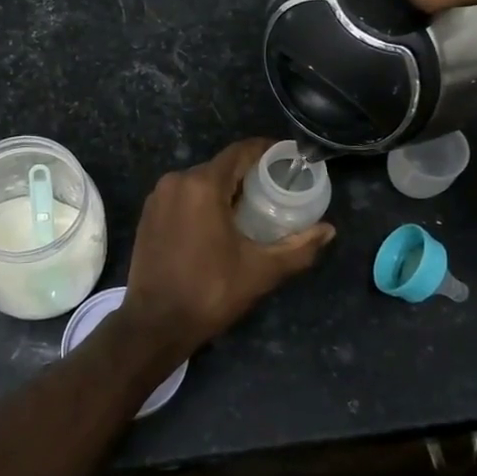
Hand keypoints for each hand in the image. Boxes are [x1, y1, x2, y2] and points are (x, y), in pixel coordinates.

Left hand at [120, 140, 334, 354]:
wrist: (155, 324)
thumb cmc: (210, 292)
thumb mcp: (261, 271)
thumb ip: (298, 247)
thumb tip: (329, 230)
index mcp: (202, 185)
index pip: (240, 152)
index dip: (267, 151)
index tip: (289, 159)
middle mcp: (176, 181)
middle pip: (220, 166)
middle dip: (248, 175)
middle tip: (276, 192)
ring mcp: (157, 197)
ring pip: (200, 182)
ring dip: (225, 190)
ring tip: (252, 210)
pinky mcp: (148, 215)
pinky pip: (182, 196)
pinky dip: (203, 202)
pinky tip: (219, 224)